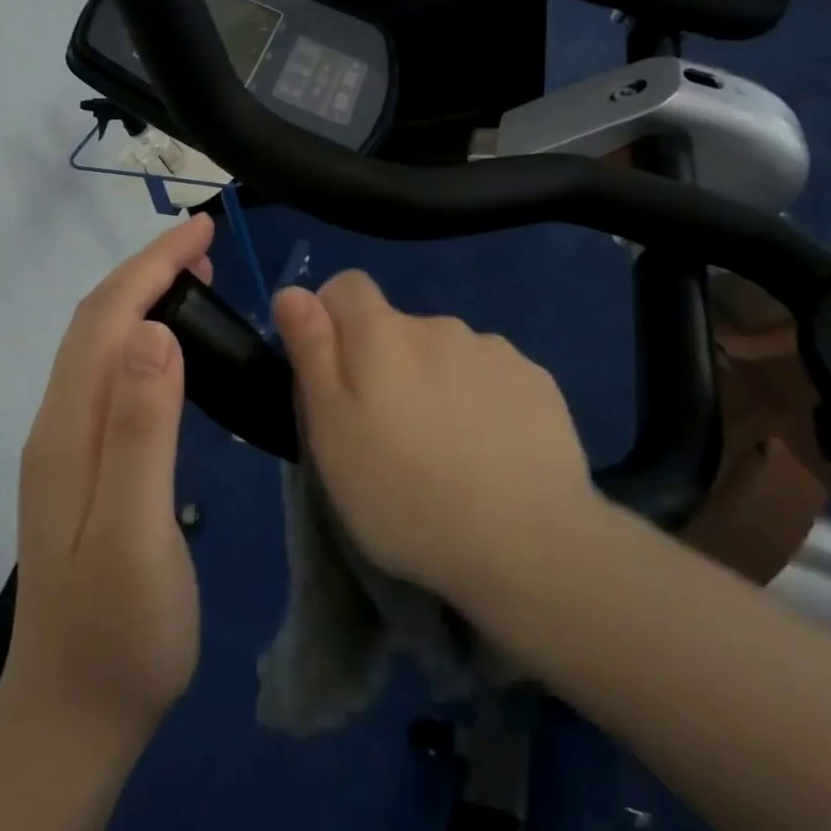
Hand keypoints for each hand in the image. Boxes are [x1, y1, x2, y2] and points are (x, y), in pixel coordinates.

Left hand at [2, 215, 214, 746]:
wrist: (75, 716)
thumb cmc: (119, 632)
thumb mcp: (135, 532)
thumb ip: (142, 432)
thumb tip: (155, 334)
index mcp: (69, 431)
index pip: (106, 320)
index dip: (151, 267)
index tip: (202, 231)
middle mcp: (59, 427)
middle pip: (96, 325)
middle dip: (146, 272)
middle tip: (206, 247)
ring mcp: (68, 450)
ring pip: (102, 350)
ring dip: (144, 302)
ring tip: (197, 282)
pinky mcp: (86, 471)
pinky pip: (112, 381)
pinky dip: (143, 344)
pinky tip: (174, 353)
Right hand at [272, 271, 594, 604]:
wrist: (527, 543)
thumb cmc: (405, 493)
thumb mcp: (331, 432)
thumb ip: (311, 353)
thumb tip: (293, 292)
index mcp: (384, 334)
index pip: (347, 286)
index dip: (331, 319)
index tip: (334, 375)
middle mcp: (441, 326)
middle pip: (397, 328)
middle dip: (385, 364)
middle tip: (388, 434)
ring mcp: (495, 352)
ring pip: (446, 354)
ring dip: (435, 383)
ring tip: (444, 451)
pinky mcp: (537, 382)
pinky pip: (491, 377)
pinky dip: (480, 401)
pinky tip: (489, 453)